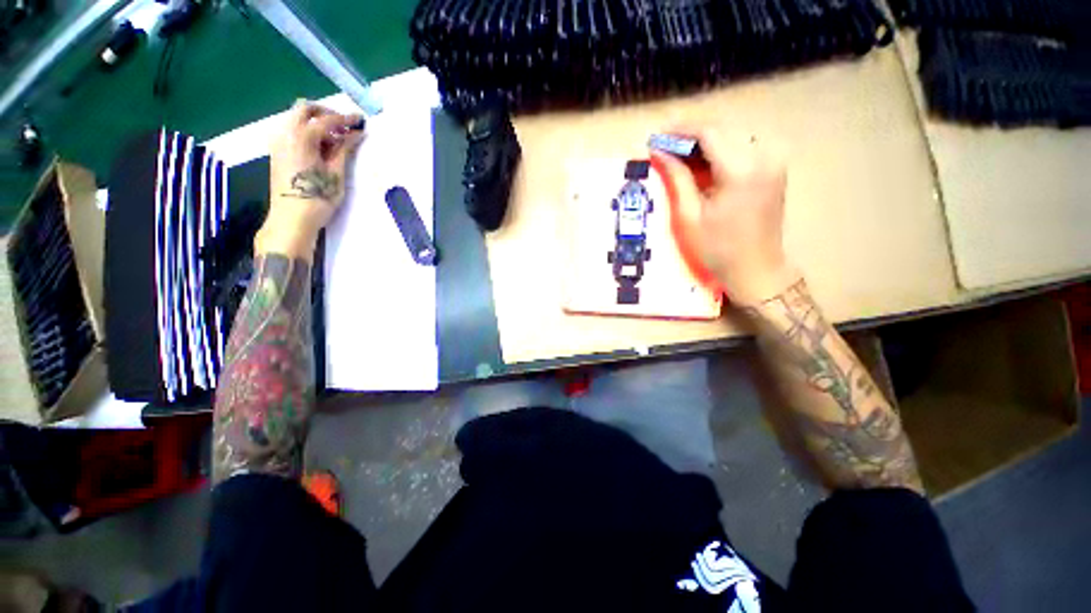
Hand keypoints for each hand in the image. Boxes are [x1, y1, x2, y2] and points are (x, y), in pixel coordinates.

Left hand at [257, 100, 365, 258]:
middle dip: (326, 113)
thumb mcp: (336, 174)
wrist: (291, 219)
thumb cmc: (317, 198)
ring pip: (296, 119)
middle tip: (346, 126)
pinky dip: (308, 131)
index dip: (345, 119)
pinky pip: (292, 131)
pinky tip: (322, 147)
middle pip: (304, 109)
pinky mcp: (278, 152)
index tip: (360, 121)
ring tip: (336, 139)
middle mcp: (285, 133)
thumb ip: (344, 150)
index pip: (325, 120)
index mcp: (301, 137)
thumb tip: (356, 135)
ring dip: (317, 122)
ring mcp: (278, 142)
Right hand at [652, 126, 797, 304]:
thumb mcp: (689, 216)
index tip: (657, 135)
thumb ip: (676, 178)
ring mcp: (774, 158)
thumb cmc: (718, 249)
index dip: (680, 130)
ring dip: (704, 142)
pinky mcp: (775, 166)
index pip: (709, 132)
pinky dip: (720, 150)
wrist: (756, 268)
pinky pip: (743, 145)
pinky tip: (702, 164)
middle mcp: (764, 155)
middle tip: (664, 147)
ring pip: (732, 134)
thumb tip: (659, 152)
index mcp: (742, 169)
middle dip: (690, 135)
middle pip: (722, 128)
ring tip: (679, 156)